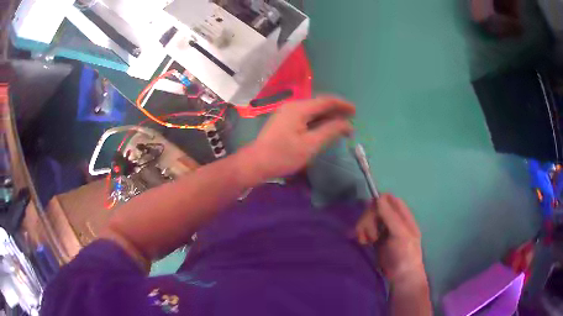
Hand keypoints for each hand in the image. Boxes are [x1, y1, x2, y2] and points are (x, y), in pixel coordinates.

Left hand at [246, 96, 354, 180]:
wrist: (256, 163)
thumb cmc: (283, 155)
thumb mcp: (310, 145)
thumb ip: (330, 131)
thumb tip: (347, 124)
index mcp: (299, 108)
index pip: (326, 101)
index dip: (342, 105)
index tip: (355, 111)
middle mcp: (292, 106)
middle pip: (319, 104)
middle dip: (336, 111)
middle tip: (350, 120)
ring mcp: (286, 113)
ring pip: (312, 111)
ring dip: (327, 116)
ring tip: (341, 125)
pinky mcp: (283, 121)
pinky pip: (305, 116)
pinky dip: (317, 121)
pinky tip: (324, 128)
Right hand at [355, 194, 426, 282]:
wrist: (401, 276)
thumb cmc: (405, 254)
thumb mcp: (400, 234)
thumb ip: (390, 216)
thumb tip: (379, 197)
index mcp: (403, 216)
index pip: (389, 199)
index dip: (379, 202)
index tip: (372, 212)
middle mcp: (392, 220)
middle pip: (375, 208)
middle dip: (369, 219)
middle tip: (370, 234)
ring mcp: (383, 230)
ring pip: (368, 219)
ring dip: (363, 227)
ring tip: (365, 241)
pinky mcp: (375, 239)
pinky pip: (365, 229)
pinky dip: (361, 234)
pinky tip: (362, 242)